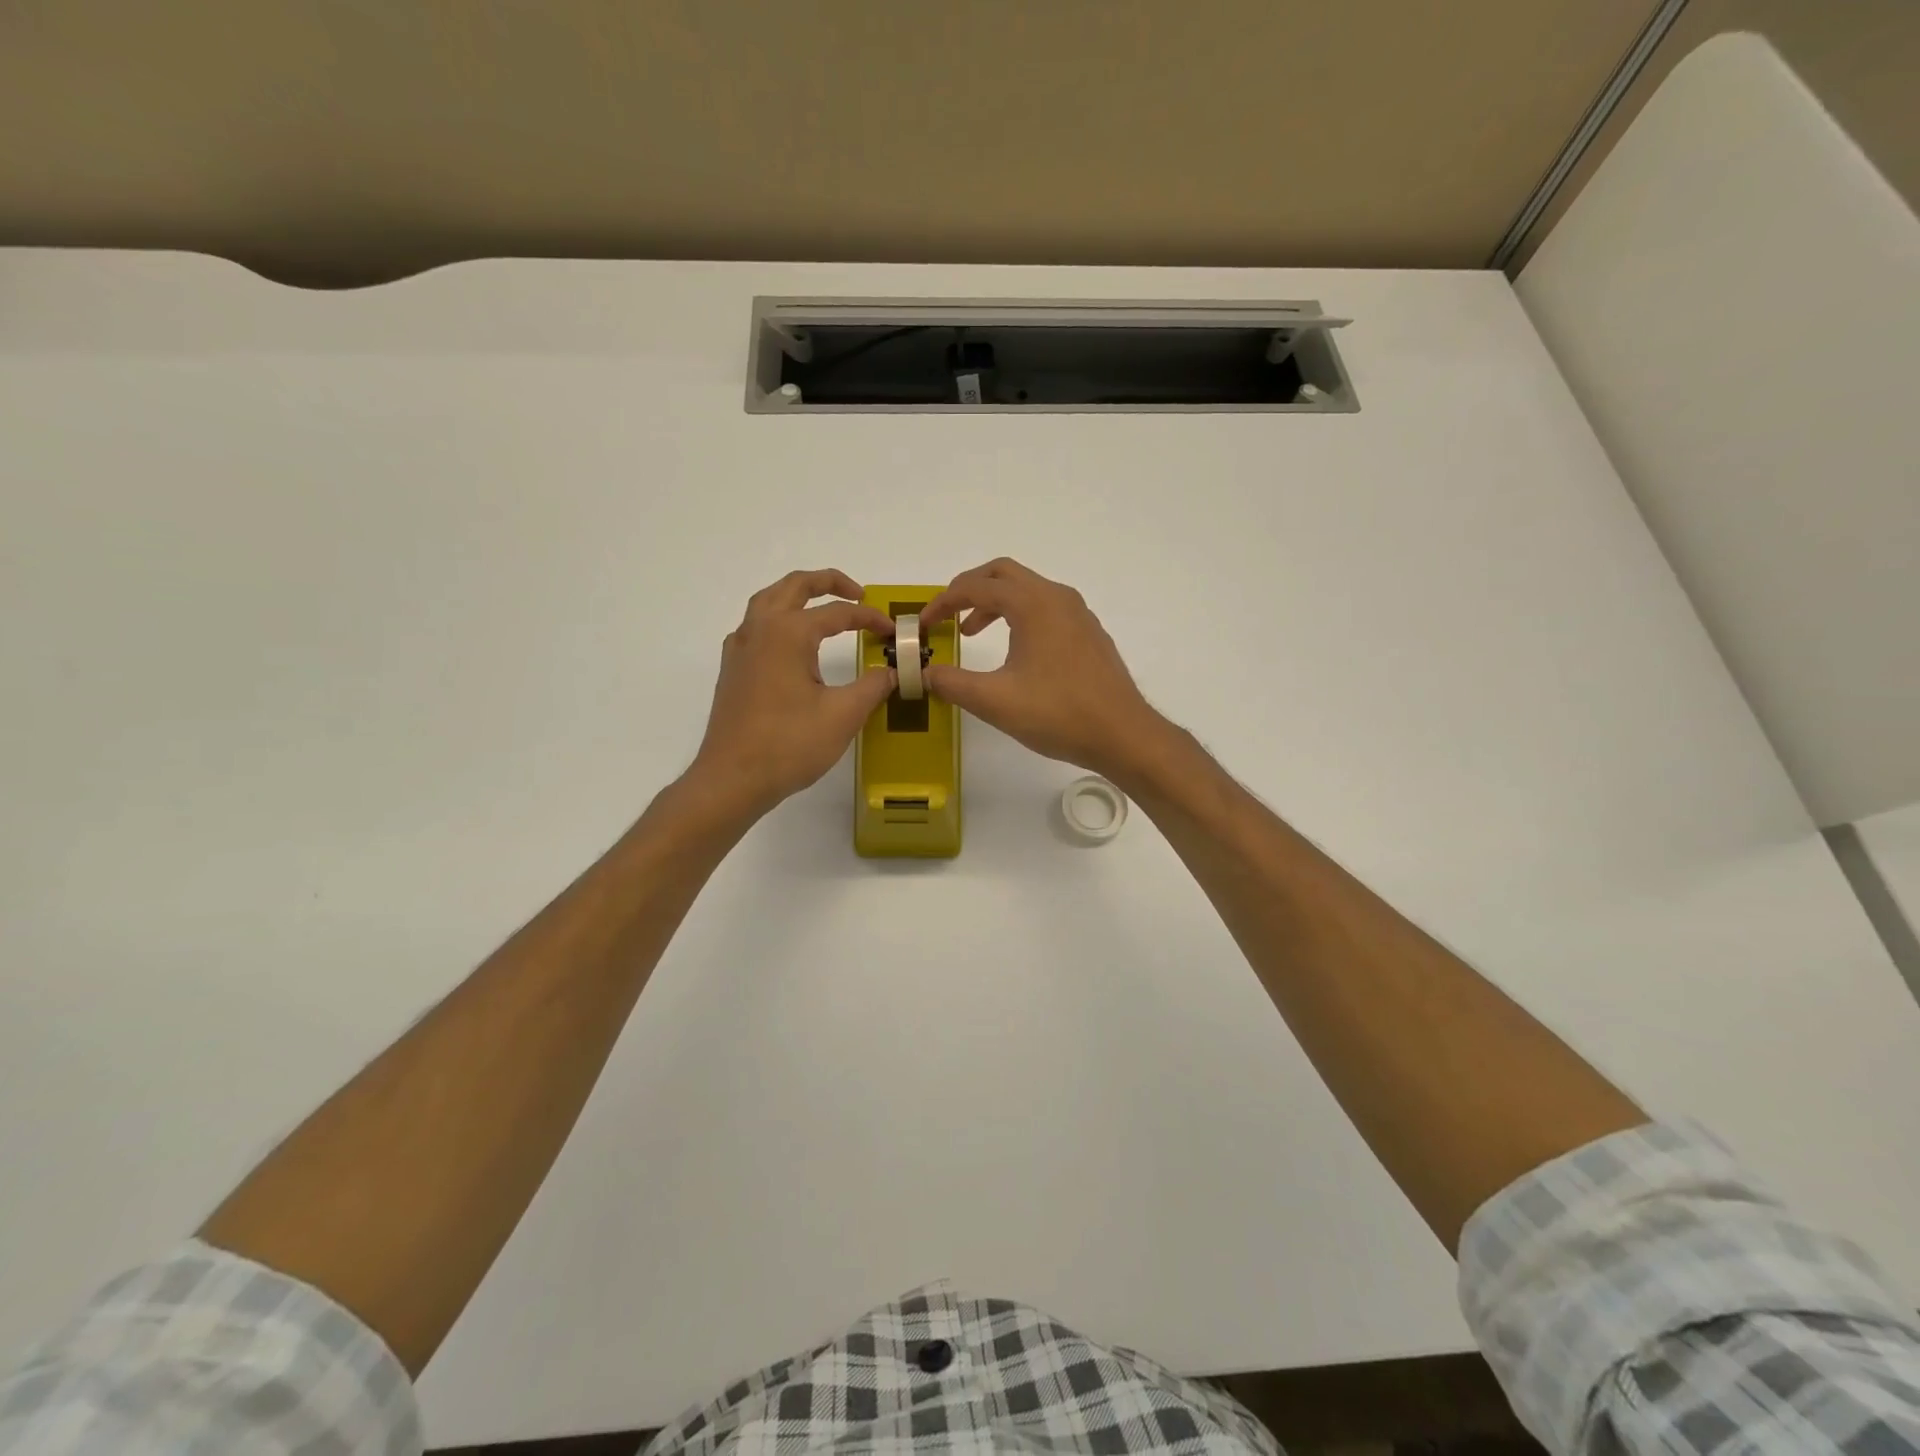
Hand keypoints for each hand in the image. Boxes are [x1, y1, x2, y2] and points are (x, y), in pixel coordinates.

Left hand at [689, 570, 895, 816]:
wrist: (732, 779)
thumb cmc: (789, 745)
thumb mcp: (843, 715)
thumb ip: (874, 686)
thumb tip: (895, 671)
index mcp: (788, 633)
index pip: (837, 613)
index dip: (869, 618)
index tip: (892, 632)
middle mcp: (759, 629)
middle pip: (793, 586)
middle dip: (828, 582)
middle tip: (857, 594)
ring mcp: (740, 648)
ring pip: (768, 601)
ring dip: (798, 596)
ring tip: (824, 608)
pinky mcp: (732, 669)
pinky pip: (755, 626)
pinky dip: (778, 619)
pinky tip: (790, 644)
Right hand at [920, 558, 1170, 779]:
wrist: (1122, 734)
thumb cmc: (1058, 714)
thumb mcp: (995, 701)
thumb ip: (953, 683)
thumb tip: (925, 674)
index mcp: (1033, 604)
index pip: (976, 587)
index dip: (943, 603)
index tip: (923, 625)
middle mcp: (1057, 597)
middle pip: (1003, 573)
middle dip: (969, 589)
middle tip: (946, 615)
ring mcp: (1077, 613)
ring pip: (1027, 589)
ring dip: (994, 602)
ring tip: (972, 632)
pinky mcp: (1088, 632)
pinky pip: (1045, 606)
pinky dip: (1019, 614)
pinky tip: (1014, 649)